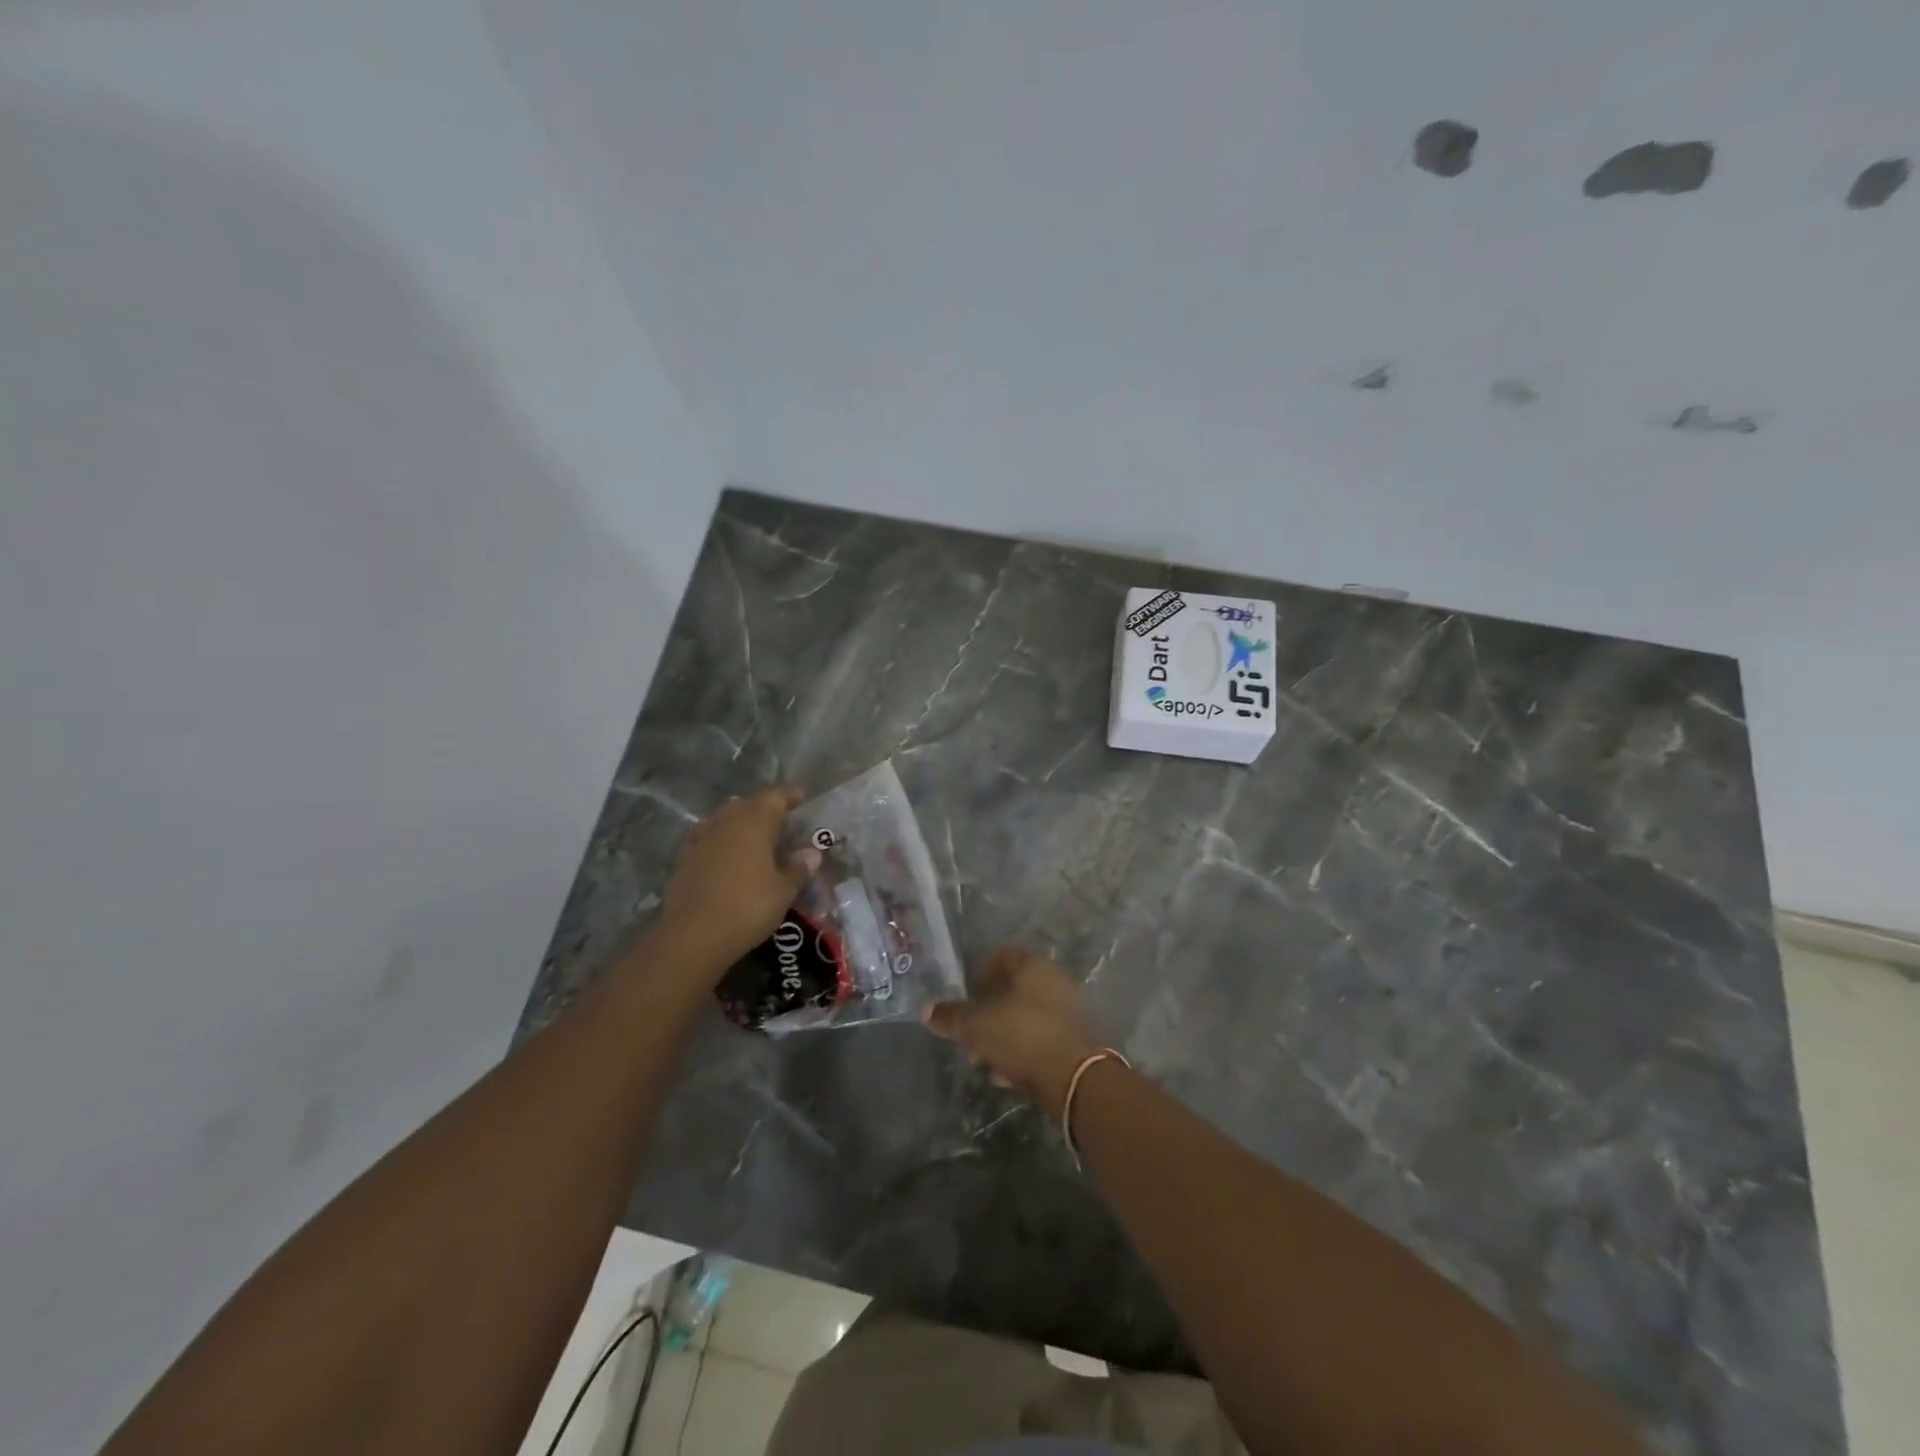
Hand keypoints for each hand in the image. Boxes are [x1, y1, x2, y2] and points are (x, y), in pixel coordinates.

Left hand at [659, 786, 821, 972]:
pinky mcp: (684, 858)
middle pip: (748, 804)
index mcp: (755, 821)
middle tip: (781, 823)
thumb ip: (798, 868)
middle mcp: (727, 821)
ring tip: (754, 839)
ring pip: (724, 819)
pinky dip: (720, 842)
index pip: (776, 797)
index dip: (790, 796)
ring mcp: (701, 838)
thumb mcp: (783, 890)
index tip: (802, 799)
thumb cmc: (748, 906)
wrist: (693, 935)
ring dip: (740, 824)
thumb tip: (812, 854)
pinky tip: (726, 857)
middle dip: (764, 809)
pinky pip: (707, 839)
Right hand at [923, 949, 1104, 1115]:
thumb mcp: (976, 1026)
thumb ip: (951, 1016)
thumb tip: (926, 1009)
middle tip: (969, 1031)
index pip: (1002, 957)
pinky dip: (1020, 1051)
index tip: (965, 995)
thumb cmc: (1021, 1034)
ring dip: (1002, 1034)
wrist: (1073, 1077)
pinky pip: (1039, 1039)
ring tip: (982, 1057)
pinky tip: (1003, 1074)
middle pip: (1013, 989)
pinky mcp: (1074, 1040)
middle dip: (988, 1011)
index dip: (980, 973)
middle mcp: (1053, 980)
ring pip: (1025, 1016)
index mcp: (1032, 965)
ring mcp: (1066, 1010)